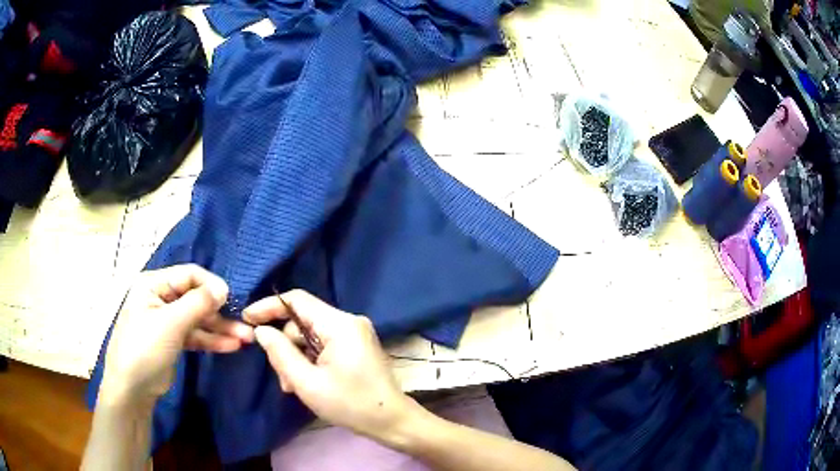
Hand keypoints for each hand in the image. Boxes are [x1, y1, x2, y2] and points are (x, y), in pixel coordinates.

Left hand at [101, 264, 253, 404]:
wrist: (131, 389)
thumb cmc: (145, 348)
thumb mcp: (170, 324)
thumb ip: (197, 303)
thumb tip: (223, 287)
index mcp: (154, 284)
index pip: (188, 275)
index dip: (211, 285)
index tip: (231, 300)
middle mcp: (160, 298)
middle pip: (196, 299)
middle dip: (220, 313)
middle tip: (246, 326)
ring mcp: (167, 321)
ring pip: (198, 319)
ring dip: (221, 329)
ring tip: (246, 339)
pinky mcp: (173, 341)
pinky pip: (195, 335)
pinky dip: (212, 340)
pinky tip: (231, 346)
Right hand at [244, 290, 415, 438]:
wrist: (391, 422)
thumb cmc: (350, 404)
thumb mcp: (307, 382)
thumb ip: (280, 353)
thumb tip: (261, 330)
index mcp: (340, 324)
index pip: (297, 300)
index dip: (269, 307)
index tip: (247, 319)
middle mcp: (349, 322)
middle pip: (302, 322)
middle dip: (286, 346)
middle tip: (281, 376)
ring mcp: (355, 334)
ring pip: (311, 336)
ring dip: (297, 358)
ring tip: (294, 386)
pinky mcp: (356, 347)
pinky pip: (323, 345)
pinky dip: (310, 361)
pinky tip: (306, 383)